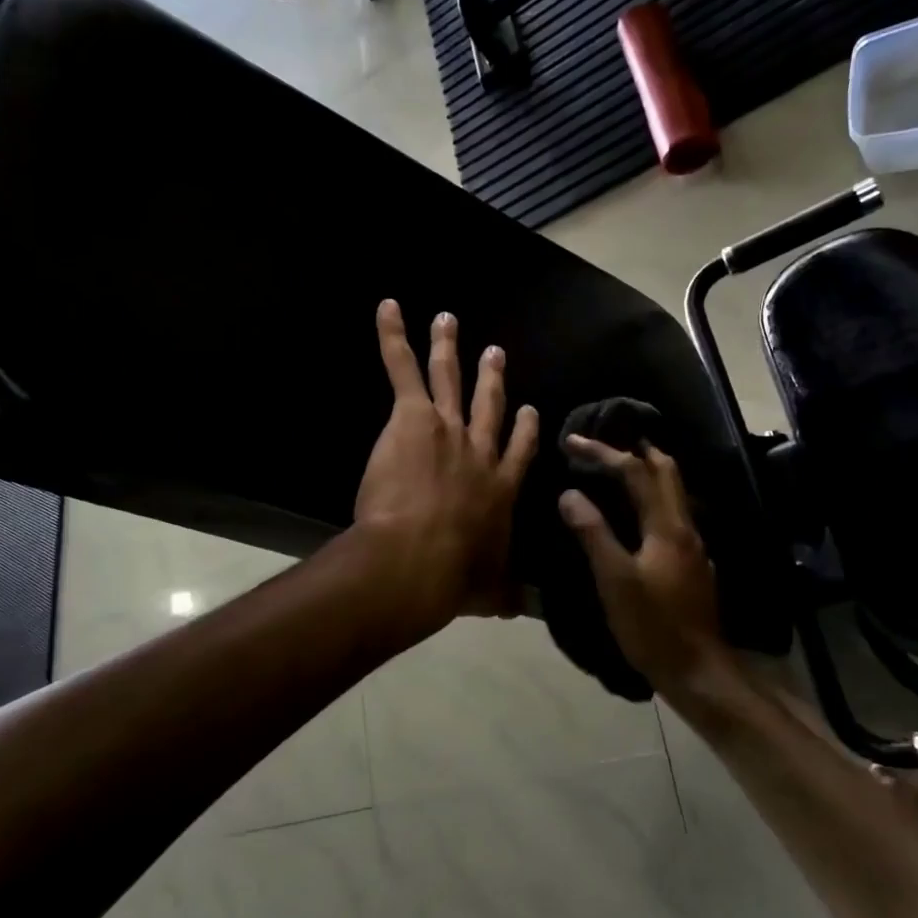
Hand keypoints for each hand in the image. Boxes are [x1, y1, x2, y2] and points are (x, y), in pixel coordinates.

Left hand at [354, 299, 539, 633]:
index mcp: (500, 487)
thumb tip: (514, 609)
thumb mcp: (486, 590)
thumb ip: (500, 594)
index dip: (525, 428)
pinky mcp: (413, 417)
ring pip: (451, 378)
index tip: (529, 409)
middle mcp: (480, 450)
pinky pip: (402, 368)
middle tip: (494, 352)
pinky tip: (388, 308)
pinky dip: (393, 337)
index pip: (518, 450)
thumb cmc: (453, 577)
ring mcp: (448, 428)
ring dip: (449, 346)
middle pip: (490, 406)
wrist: (418, 559)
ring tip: (448, 319)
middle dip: (492, 377)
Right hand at [558, 437, 734, 695]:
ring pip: (673, 492)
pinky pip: (671, 514)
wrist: (697, 670)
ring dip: (647, 471)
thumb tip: (569, 493)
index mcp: (667, 526)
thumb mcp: (615, 581)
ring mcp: (693, 546)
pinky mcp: (691, 563)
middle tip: (605, 441)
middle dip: (636, 449)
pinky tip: (635, 514)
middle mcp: (685, 527)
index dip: (604, 452)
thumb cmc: (652, 626)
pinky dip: (651, 498)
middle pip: (667, 471)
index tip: (573, 441)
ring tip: (616, 468)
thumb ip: (593, 534)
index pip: (637, 472)